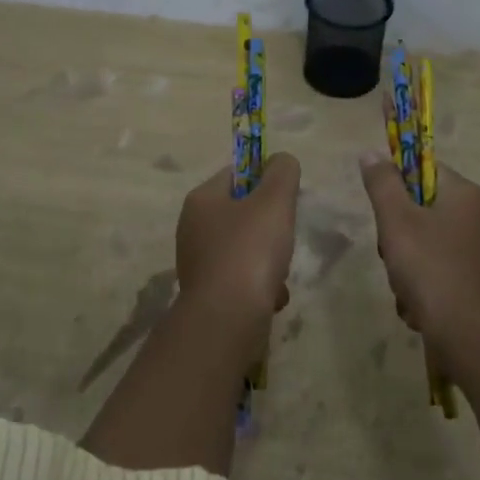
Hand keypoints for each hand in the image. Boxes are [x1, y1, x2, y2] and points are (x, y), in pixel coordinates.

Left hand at [175, 153, 300, 322]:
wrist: (227, 319)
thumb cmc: (250, 250)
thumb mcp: (274, 201)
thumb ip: (282, 173)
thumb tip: (281, 160)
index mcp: (201, 199)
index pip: (236, 173)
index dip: (264, 180)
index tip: (286, 198)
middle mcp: (193, 227)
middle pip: (243, 212)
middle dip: (271, 225)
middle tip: (284, 237)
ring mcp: (198, 262)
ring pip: (245, 247)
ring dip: (270, 259)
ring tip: (279, 274)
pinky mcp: (208, 292)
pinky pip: (242, 278)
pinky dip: (260, 285)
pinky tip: (272, 298)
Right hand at [358, 152, 479, 348]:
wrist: (471, 335)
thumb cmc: (431, 268)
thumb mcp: (396, 220)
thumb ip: (382, 183)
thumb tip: (371, 152)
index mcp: (464, 194)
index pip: (423, 168)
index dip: (397, 184)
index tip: (384, 209)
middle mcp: (475, 216)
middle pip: (419, 208)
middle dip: (396, 234)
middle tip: (392, 252)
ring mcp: (476, 251)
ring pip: (422, 243)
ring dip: (404, 266)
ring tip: (404, 286)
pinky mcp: (473, 280)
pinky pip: (435, 270)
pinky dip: (420, 286)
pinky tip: (415, 305)